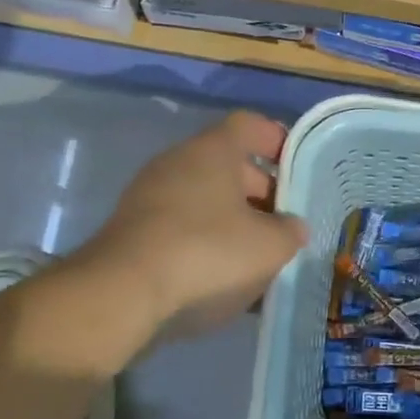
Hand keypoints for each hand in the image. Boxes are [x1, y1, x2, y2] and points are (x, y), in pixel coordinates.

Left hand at [79, 111, 307, 341]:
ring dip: (232, 221)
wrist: (122, 293)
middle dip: (260, 191)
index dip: (277, 140)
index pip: (250, 125)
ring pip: (203, 198)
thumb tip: (292, 227)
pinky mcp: (133, 230)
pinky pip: (181, 226)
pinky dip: (204, 242)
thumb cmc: (207, 252)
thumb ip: (290, 232)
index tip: (297, 168)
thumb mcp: (269, 246)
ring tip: (257, 256)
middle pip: (227, 164)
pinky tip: (221, 277)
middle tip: (283, 222)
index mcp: (213, 150)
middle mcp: (178, 162)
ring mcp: (149, 195)